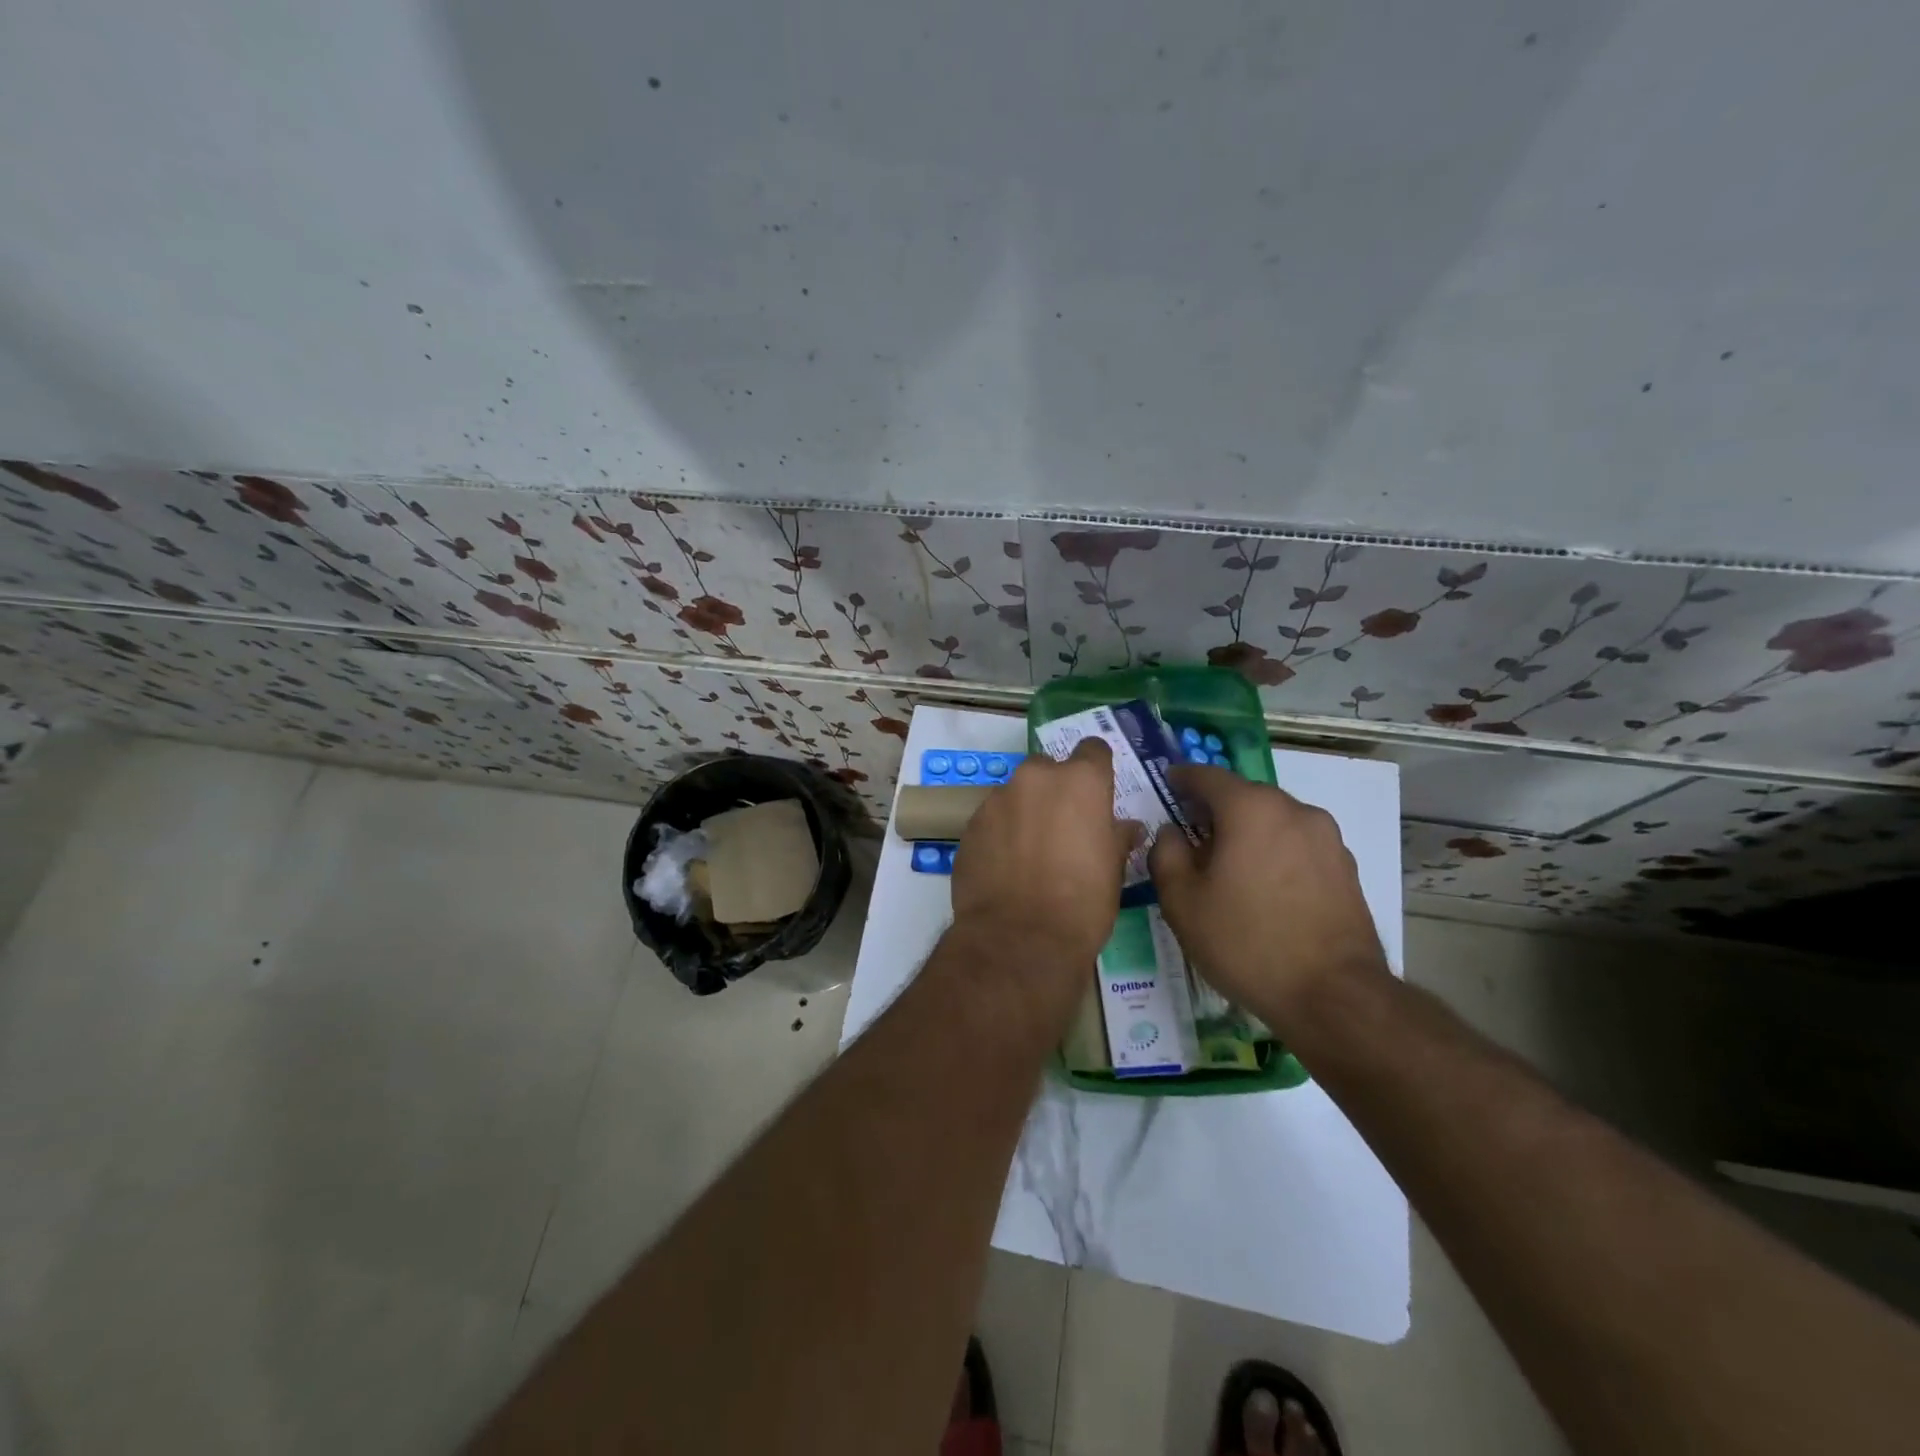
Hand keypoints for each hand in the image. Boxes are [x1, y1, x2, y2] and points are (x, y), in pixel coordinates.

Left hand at [949, 738, 1138, 975]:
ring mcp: (997, 800)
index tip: (1097, 791)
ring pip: (1015, 794)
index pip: (1093, 750)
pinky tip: (1006, 867)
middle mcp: (1035, 779)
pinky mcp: (970, 826)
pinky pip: (991, 820)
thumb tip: (1126, 827)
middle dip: (1054, 790)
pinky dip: (1000, 834)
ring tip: (1030, 853)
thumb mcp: (1114, 870)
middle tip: (1062, 827)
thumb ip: (1117, 837)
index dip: (1096, 769)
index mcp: (1080, 781)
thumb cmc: (1082, 902)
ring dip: (1024, 812)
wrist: (1020, 939)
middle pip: (1047, 769)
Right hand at [1149, 766, 1387, 1024]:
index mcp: (1250, 809)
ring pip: (1274, 820)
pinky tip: (1265, 889)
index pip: (1208, 776)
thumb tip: (1171, 832)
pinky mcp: (1345, 867)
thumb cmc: (1246, 942)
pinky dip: (1275, 853)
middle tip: (1192, 835)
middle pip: (1244, 796)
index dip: (1182, 778)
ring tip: (1230, 867)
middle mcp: (1294, 810)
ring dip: (1248, 832)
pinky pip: (1298, 845)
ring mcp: (1326, 838)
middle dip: (1216, 809)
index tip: (1167, 784)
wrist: (1334, 995)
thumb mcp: (1182, 902)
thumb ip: (1166, 854)